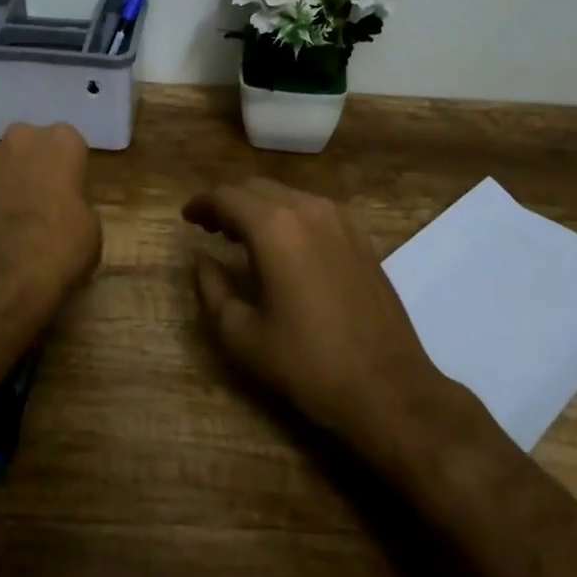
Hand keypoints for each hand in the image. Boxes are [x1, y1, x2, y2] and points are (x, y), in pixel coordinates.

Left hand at [0, 122, 101, 336]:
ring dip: (2, 183)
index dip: (68, 170)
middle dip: (32, 166)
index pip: (69, 145)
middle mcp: (20, 138)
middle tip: (38, 203)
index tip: (69, 194)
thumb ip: (76, 204)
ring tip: (6, 221)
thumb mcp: (91, 229)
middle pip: (29, 146)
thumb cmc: (58, 250)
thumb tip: (63, 208)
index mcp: (62, 142)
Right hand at [184, 178, 474, 461]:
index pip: (227, 197)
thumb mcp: (243, 336)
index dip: (202, 204)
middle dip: (228, 202)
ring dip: (259, 206)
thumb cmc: (309, 364)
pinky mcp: (360, 236)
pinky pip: (312, 209)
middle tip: (210, 228)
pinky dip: (288, 215)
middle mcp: (307, 209)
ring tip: (242, 237)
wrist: (389, 388)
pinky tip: (284, 245)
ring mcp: (340, 220)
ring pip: (286, 194)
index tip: (187, 218)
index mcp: (274, 228)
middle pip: (256, 188)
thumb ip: (212, 290)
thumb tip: (202, 261)